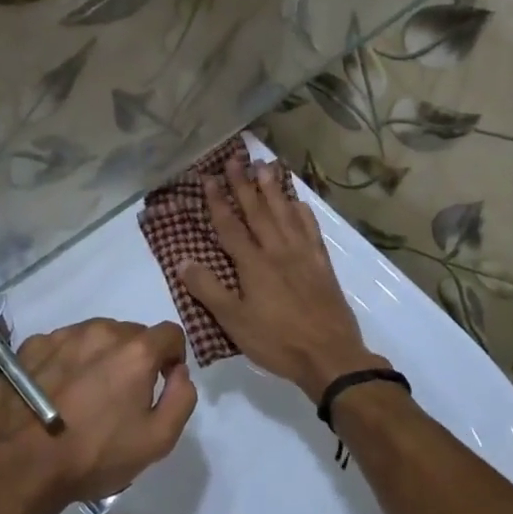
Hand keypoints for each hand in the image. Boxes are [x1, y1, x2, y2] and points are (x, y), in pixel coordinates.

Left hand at [0, 318, 197, 511]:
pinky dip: (66, 361)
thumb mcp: (157, 440)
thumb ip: (182, 398)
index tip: (161, 381)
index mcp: (135, 351)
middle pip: (131, 334)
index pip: (170, 333)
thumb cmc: (95, 455)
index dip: (172, 357)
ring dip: (99, 356)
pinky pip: (61, 345)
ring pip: (94, 336)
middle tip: (121, 395)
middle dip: (134, 358)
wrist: (20, 467)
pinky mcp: (30, 347)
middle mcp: (100, 332)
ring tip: (85, 394)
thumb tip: (179, 372)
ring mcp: (61, 336)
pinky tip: (56, 392)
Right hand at [177, 149, 381, 399]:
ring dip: (273, 190)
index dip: (218, 202)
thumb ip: (208, 290)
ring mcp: (303, 256)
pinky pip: (311, 231)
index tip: (209, 178)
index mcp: (253, 264)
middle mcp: (278, 251)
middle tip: (236, 158)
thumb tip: (182, 261)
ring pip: (286, 214)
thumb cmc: (276, 341)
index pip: (230, 226)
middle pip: (258, 212)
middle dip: (245, 185)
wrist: (330, 355)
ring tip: (265, 166)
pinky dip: (303, 213)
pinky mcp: (322, 265)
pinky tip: (299, 202)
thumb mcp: (234, 321)